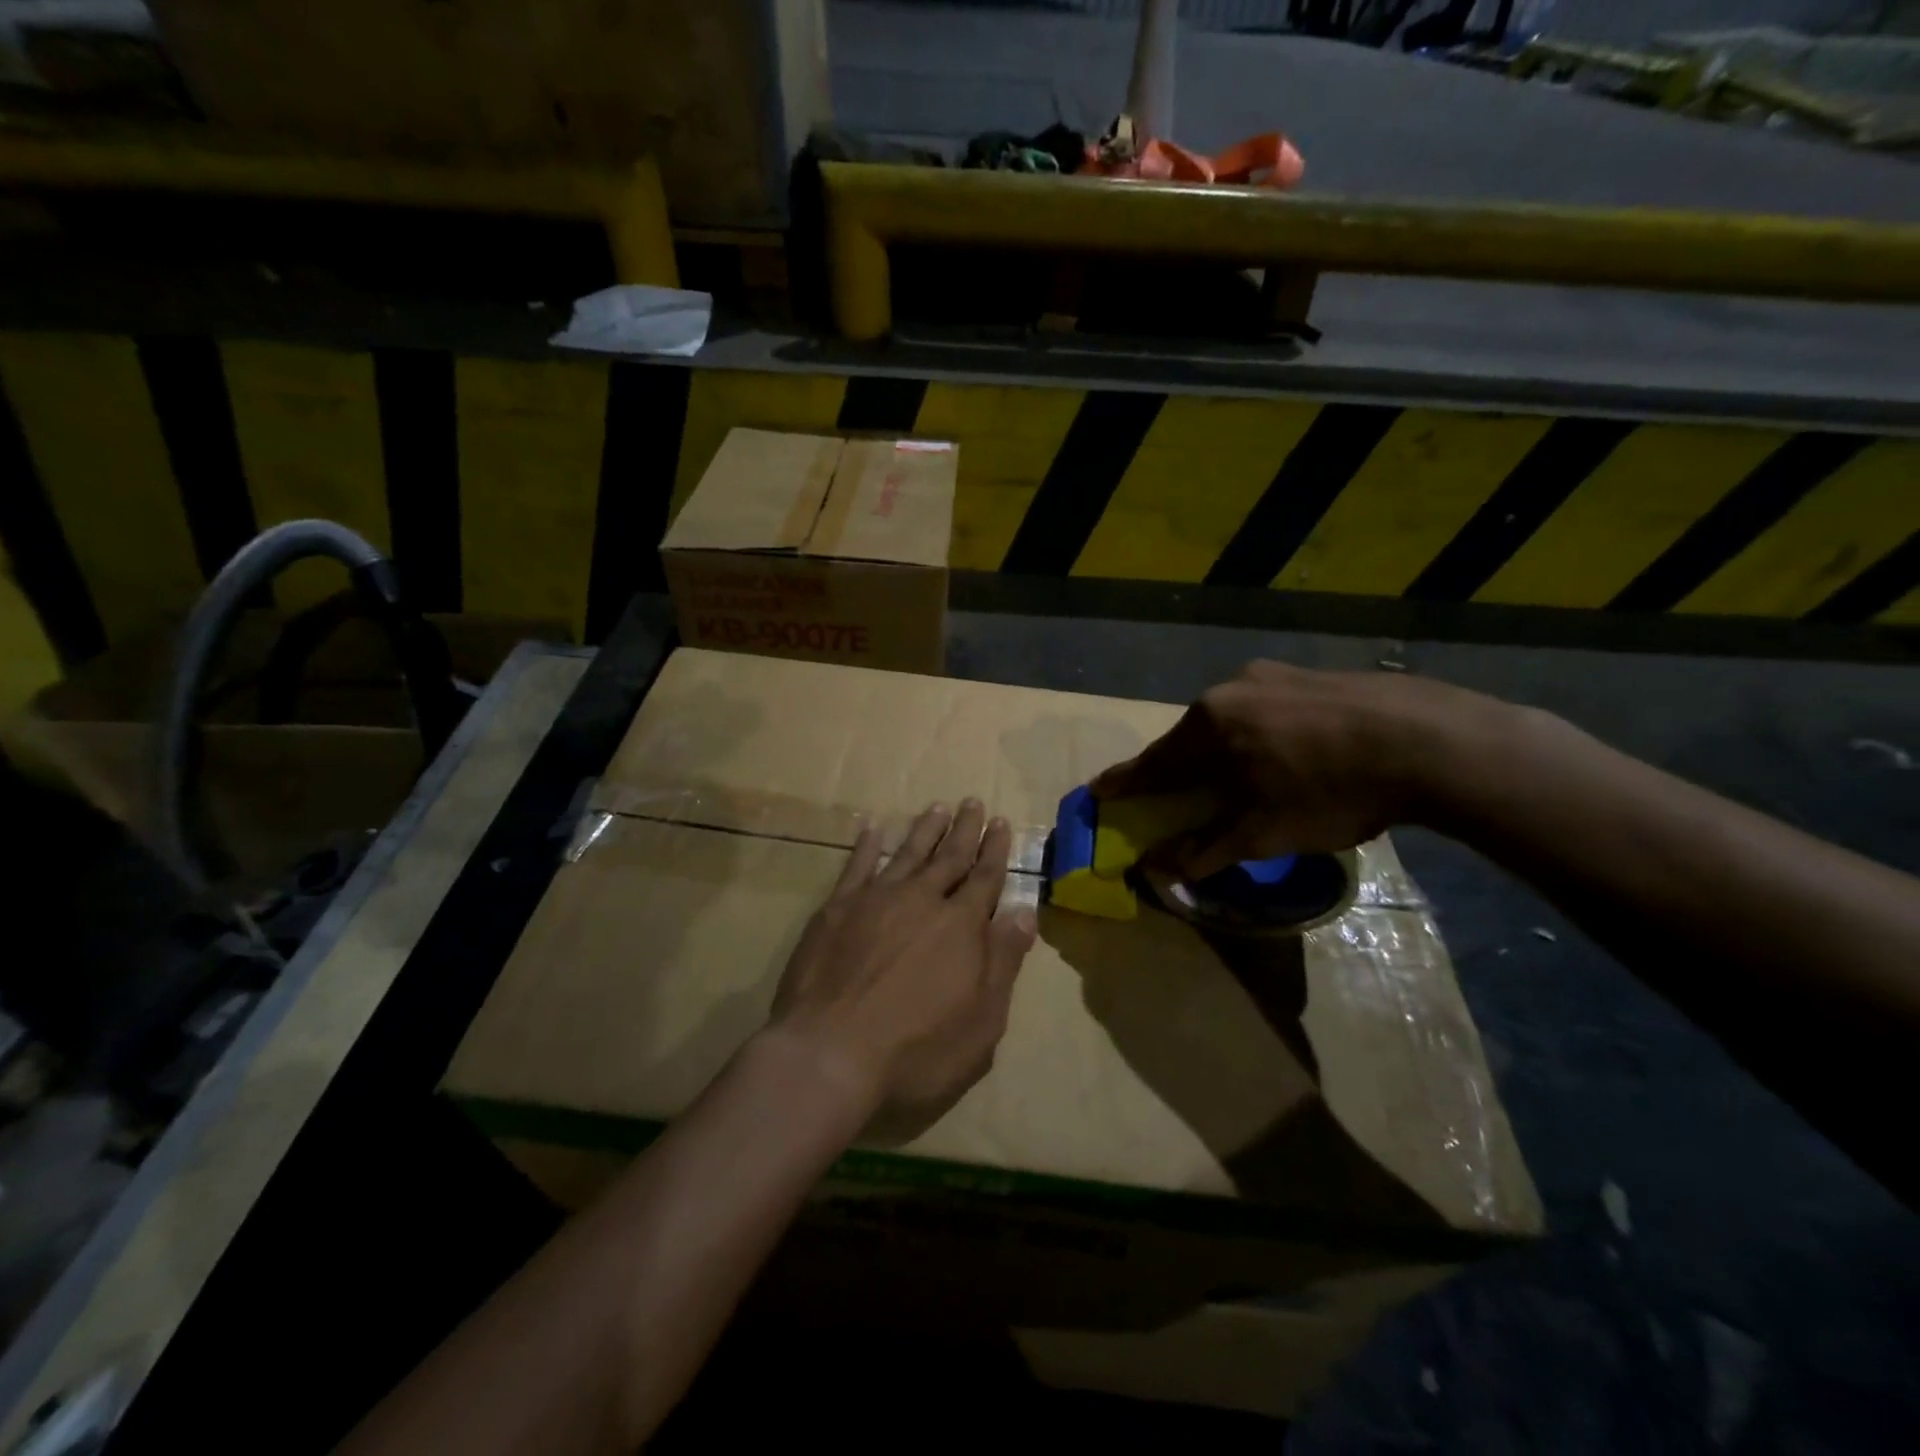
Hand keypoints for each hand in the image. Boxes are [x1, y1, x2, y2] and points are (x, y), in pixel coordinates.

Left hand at [769, 799, 1038, 1125]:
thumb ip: (1003, 961)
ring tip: (937, 807)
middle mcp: (922, 900)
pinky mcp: (837, 908)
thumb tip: (1025, 911)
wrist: (830, 1054)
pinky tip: (873, 829)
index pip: (986, 878)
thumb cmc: (917, 1050)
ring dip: (925, 829)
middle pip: (949, 857)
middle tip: (973, 803)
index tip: (1001, 823)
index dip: (995, 850)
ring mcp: (877, 899)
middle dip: (965, 829)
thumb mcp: (982, 1021)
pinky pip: (857, 865)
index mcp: (961, 926)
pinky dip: (868, 845)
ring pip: (908, 853)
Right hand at [1091, 660, 1499, 880]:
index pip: (1154, 761)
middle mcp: (1232, 689)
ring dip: (1222, 749)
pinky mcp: (1314, 675)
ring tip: (1232, 775)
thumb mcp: (1262, 832)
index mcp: (1210, 723)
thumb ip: (1204, 850)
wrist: (1432, 742)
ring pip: (1230, 720)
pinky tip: (1283, 753)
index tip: (1099, 789)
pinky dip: (1259, 735)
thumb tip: (1155, 868)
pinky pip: (1268, 709)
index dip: (1127, 781)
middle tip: (1170, 790)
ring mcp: (1276, 675)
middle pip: (1191, 736)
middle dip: (1178, 767)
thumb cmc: (1330, 790)